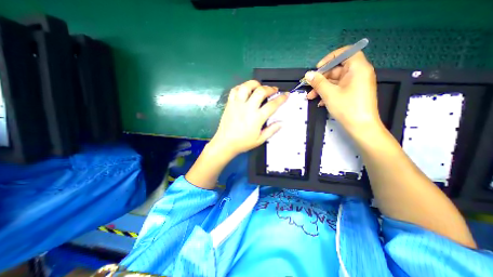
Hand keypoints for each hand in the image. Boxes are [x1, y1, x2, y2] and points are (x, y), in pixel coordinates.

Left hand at [209, 82, 289, 156]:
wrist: (225, 143)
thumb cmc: (243, 143)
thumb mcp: (260, 140)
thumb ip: (271, 130)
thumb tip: (281, 123)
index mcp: (257, 118)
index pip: (272, 104)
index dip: (281, 98)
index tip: (286, 95)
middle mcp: (248, 108)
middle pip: (261, 91)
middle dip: (269, 88)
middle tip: (273, 90)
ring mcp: (237, 104)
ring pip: (246, 86)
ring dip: (255, 84)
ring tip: (259, 86)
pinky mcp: (230, 103)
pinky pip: (235, 90)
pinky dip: (241, 87)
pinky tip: (245, 90)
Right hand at [305, 46, 380, 132]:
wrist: (361, 127)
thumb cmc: (347, 108)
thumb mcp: (329, 94)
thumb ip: (318, 82)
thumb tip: (308, 74)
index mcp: (357, 68)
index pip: (346, 52)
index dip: (330, 58)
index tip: (318, 68)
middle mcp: (358, 73)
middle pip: (337, 69)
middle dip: (321, 78)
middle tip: (309, 87)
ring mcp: (356, 84)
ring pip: (335, 81)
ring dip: (322, 88)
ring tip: (311, 97)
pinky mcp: (353, 92)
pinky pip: (339, 88)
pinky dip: (328, 93)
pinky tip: (320, 102)